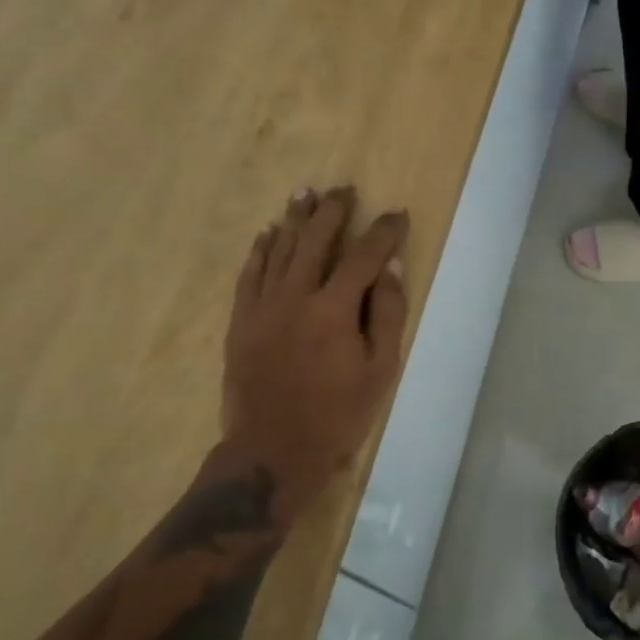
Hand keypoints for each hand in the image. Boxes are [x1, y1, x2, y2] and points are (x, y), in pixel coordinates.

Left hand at [219, 188, 409, 511]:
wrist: (273, 450)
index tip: (397, 215)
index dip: (383, 232)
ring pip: (279, 249)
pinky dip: (260, 250)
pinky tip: (267, 234)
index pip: (364, 257)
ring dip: (294, 219)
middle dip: (332, 211)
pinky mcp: (241, 321)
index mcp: (334, 309)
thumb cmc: (337, 415)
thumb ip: (387, 316)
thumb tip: (390, 269)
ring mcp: (263, 307)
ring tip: (305, 194)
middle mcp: (296, 296)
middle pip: (314, 240)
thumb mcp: (380, 371)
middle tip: (343, 189)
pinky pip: (249, 274)